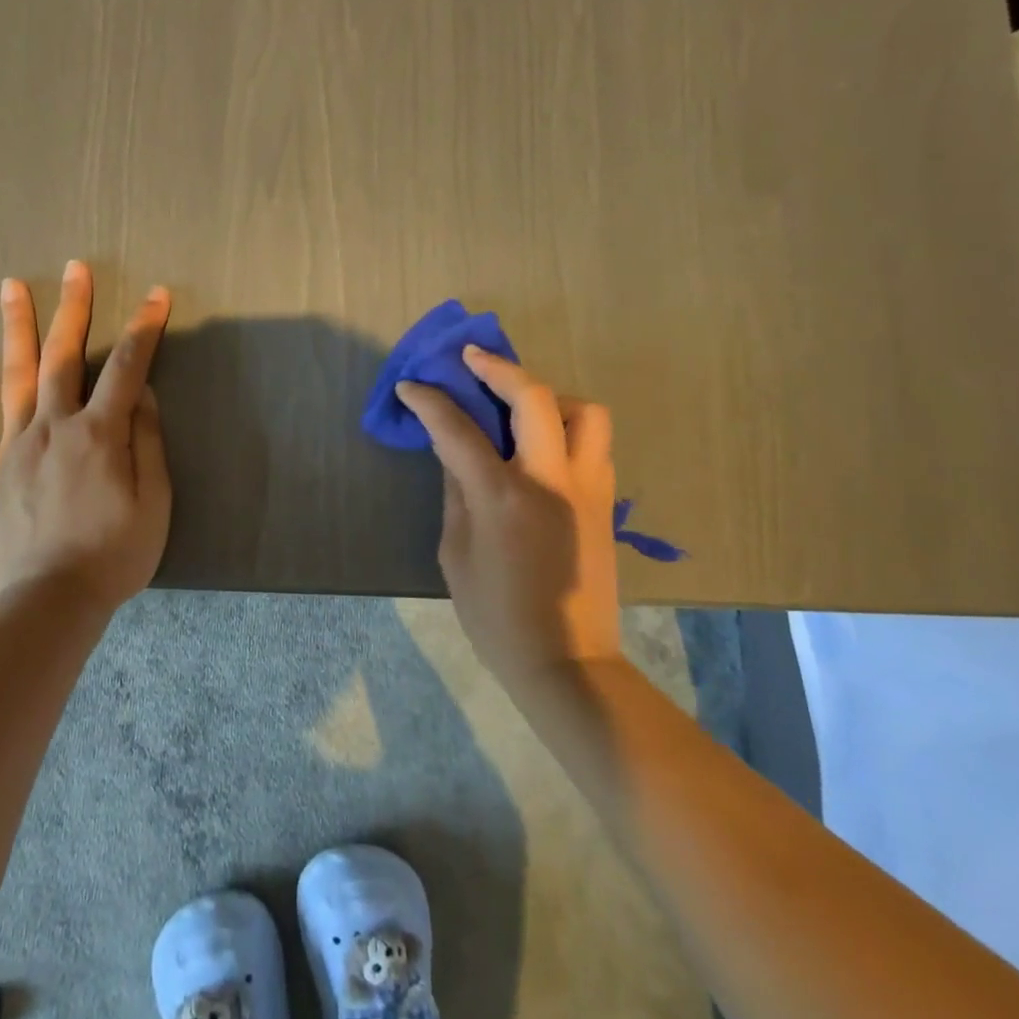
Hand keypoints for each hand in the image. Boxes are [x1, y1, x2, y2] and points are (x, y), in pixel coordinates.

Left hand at [0, 260, 171, 607]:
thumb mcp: (154, 504)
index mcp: (99, 434)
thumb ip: (147, 445)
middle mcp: (54, 427)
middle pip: (64, 357)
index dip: (145, 329)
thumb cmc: (114, 556)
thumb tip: (143, 397)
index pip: (128, 369)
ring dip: (17, 329)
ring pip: (14, 378)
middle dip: (74, 309)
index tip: (156, 295)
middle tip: (75, 269)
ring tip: (13, 287)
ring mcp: (13, 447)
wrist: (50, 603)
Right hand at [397, 347, 620, 680]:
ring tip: (520, 407)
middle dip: (498, 368)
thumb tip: (454, 453)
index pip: (459, 429)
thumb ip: (456, 493)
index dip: (430, 401)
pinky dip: (568, 427)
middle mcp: (551, 479)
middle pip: (533, 397)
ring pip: (584, 412)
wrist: (566, 659)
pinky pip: (594, 443)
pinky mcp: (606, 501)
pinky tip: (542, 444)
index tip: (411, 385)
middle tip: (472, 360)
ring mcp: (587, 488)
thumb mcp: (455, 553)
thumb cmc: (495, 614)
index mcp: (502, 496)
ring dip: (548, 396)